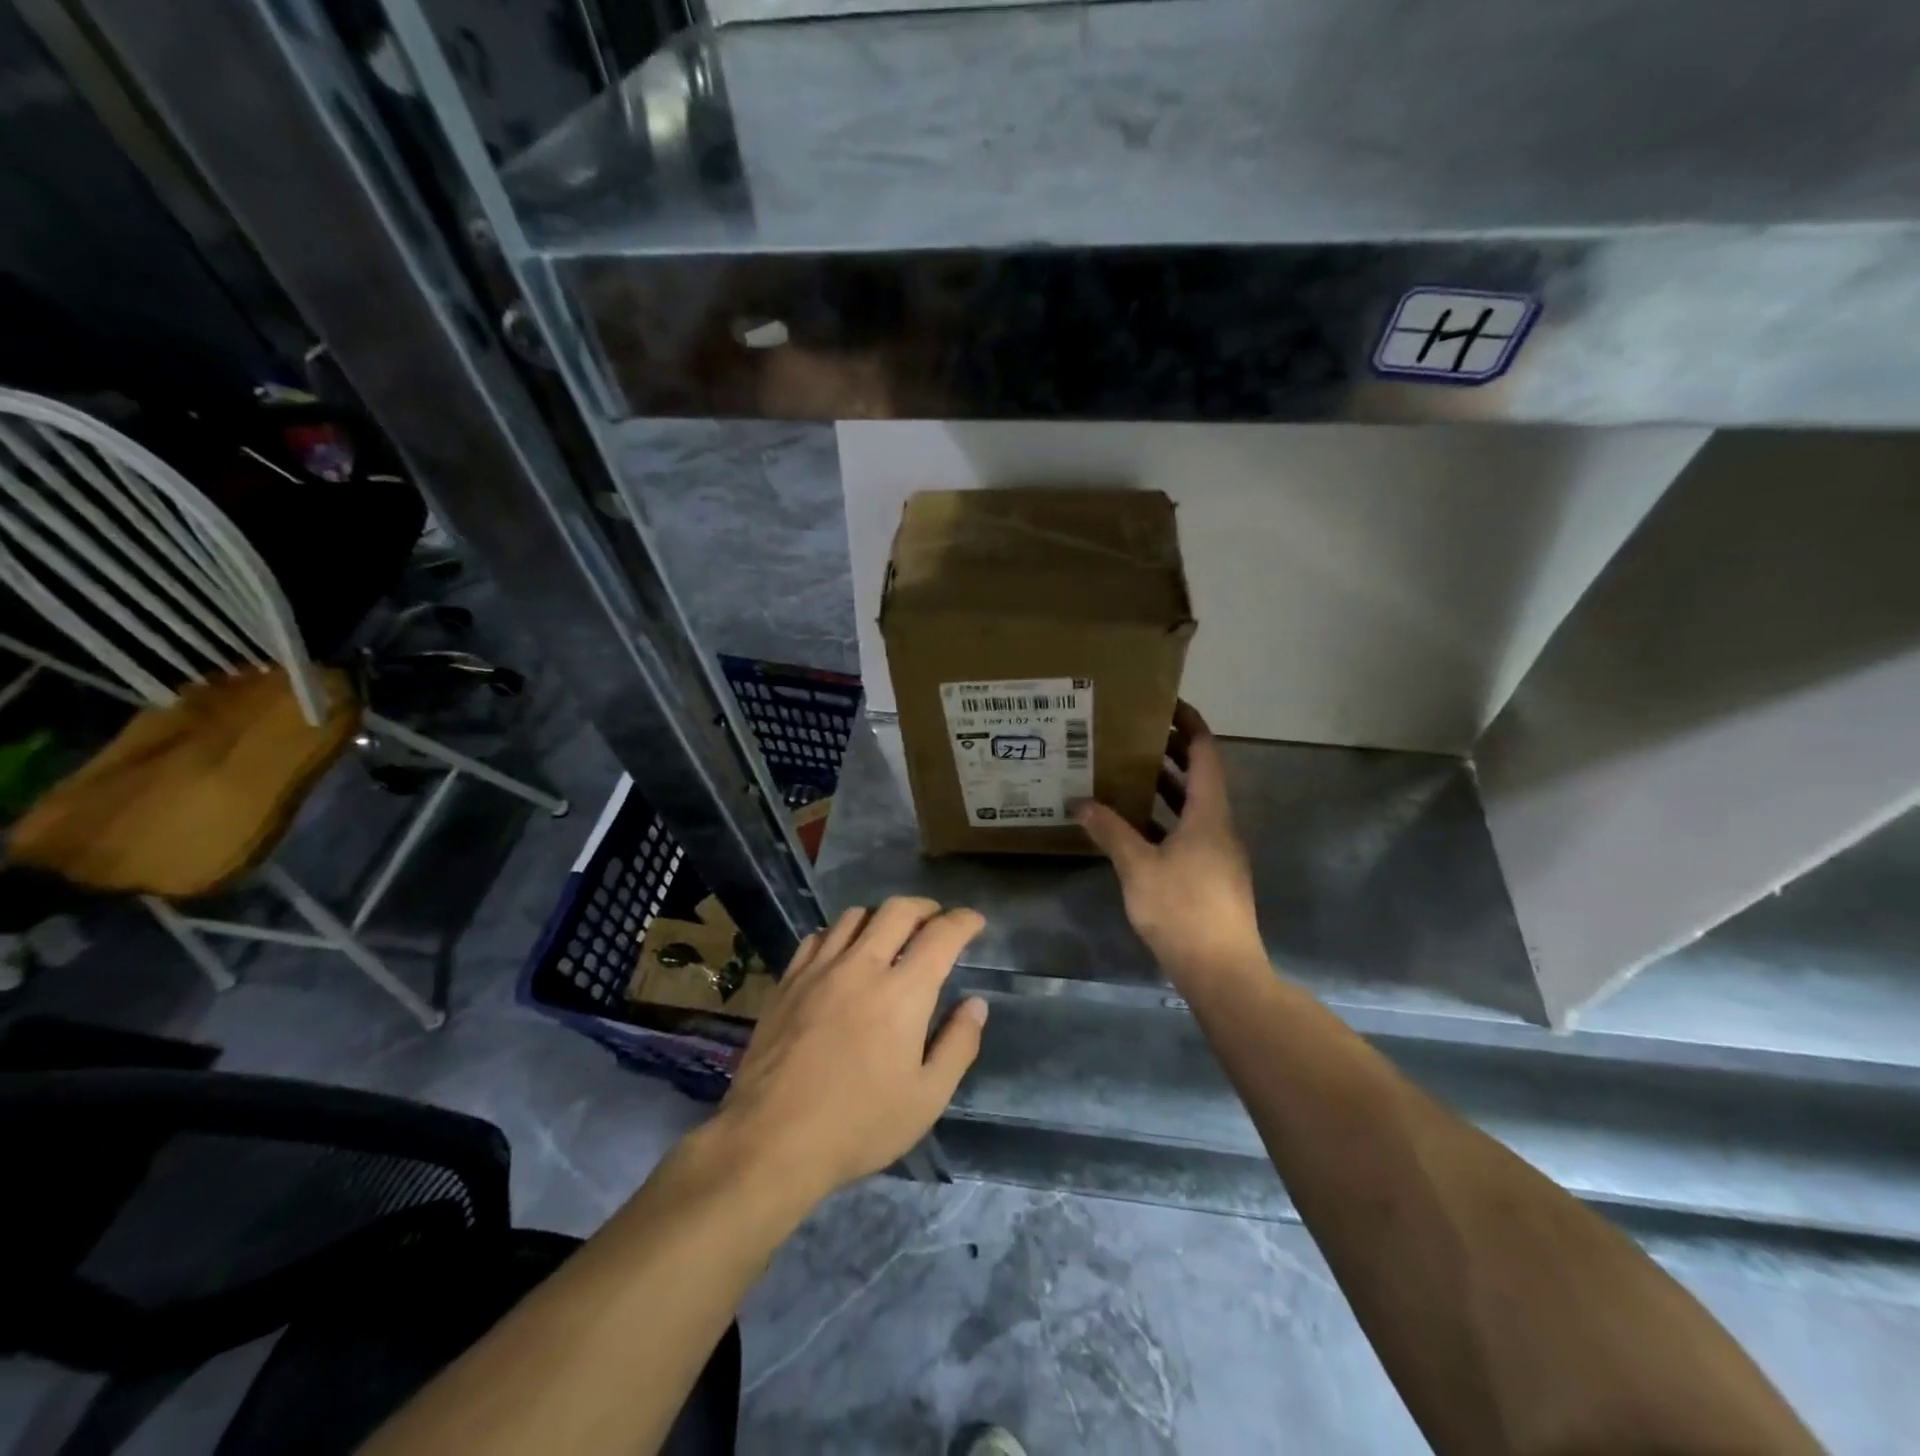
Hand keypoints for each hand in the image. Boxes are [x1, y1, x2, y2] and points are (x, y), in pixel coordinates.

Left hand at [716, 898, 987, 1200]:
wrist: (772, 1140)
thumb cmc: (859, 1125)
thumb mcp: (927, 1098)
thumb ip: (958, 1045)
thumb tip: (975, 1004)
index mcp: (902, 993)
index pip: (941, 935)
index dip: (963, 921)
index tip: (974, 921)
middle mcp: (862, 967)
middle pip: (898, 910)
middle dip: (926, 907)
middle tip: (937, 921)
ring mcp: (819, 970)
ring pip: (856, 916)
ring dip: (883, 917)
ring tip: (892, 935)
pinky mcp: (788, 981)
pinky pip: (819, 937)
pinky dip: (841, 933)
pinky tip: (844, 953)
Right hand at [1076, 702, 1261, 977]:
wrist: (1222, 969)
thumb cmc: (1182, 909)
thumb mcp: (1138, 867)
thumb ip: (1110, 832)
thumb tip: (1081, 803)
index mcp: (1209, 813)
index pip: (1205, 754)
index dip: (1190, 725)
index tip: (1167, 705)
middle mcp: (1220, 825)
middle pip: (1201, 777)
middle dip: (1173, 752)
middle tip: (1136, 735)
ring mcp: (1219, 852)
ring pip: (1194, 806)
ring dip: (1168, 787)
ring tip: (1130, 772)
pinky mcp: (1213, 875)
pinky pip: (1190, 831)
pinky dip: (1166, 818)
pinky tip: (1137, 827)